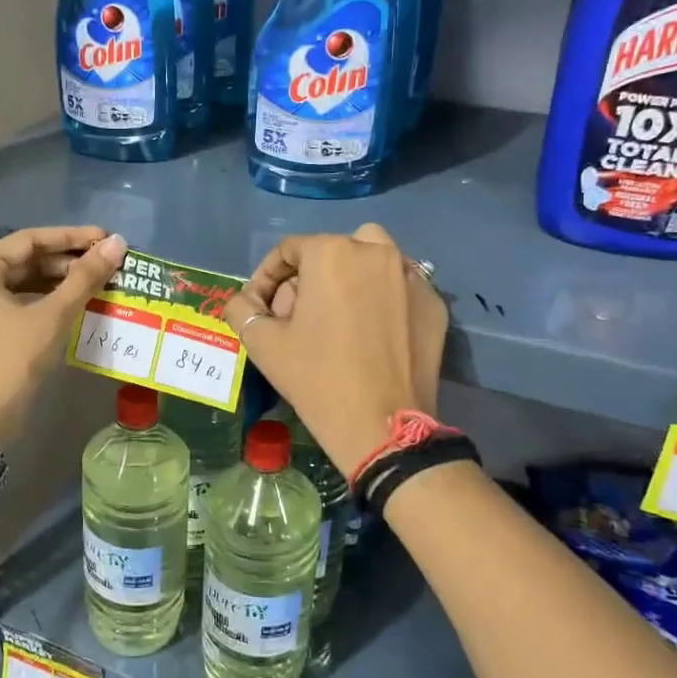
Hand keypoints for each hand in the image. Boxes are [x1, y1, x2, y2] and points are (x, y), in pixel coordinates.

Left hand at [0, 226, 126, 440]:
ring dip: (61, 282)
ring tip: (99, 282)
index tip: (106, 238)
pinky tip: (78, 304)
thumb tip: (117, 243)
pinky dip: (47, 301)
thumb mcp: (54, 315)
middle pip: (26, 260)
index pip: (31, 240)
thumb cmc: (14, 361)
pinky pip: (19, 304)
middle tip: (107, 263)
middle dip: (68, 261)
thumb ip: (86, 276)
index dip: (72, 237)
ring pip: (24, 283)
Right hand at [223, 223, 446, 475]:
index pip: (288, 250)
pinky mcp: (434, 303)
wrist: (382, 427)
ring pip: (372, 259)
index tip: (261, 308)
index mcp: (331, 253)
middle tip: (296, 317)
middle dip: (307, 278)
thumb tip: (247, 302)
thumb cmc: (317, 378)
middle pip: (331, 250)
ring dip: (348, 277)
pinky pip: (399, 287)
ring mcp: (411, 276)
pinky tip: (371, 331)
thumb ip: (242, 310)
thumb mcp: (263, 343)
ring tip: (336, 315)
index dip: (266, 277)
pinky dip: (381, 298)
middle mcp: (376, 251)